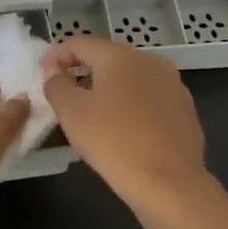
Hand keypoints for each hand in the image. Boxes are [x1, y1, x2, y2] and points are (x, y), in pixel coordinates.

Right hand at [40, 35, 211, 217]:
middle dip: (82, 70)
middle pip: (107, 58)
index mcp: (120, 56)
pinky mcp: (185, 111)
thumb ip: (57, 85)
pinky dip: (130, 106)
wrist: (171, 185)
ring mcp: (172, 85)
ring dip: (107, 88)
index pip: (80, 43)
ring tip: (91, 111)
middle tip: (63, 91)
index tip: (42, 73)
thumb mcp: (71, 112)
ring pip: (130, 79)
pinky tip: (123, 129)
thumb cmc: (114, 142)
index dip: (56, 54)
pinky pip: (149, 99)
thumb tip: (56, 74)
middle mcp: (149, 61)